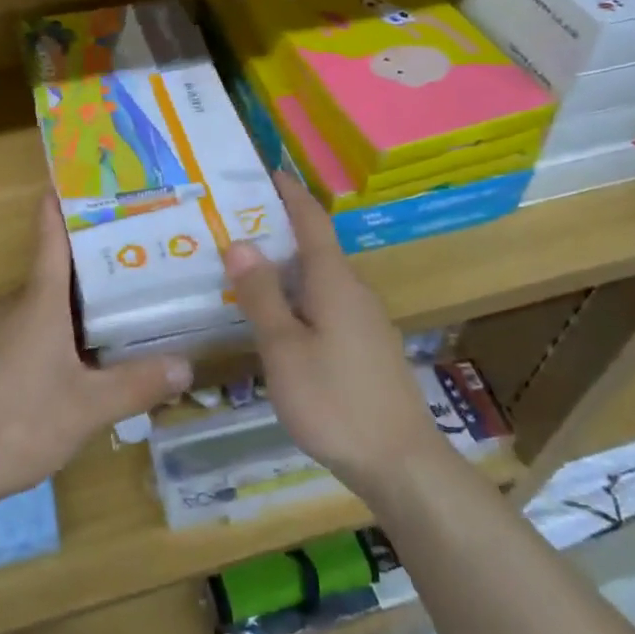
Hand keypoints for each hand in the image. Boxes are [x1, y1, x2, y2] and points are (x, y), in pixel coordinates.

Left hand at [0, 197, 192, 515]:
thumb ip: (137, 385)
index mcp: (38, 304)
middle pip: (50, 279)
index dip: (59, 207)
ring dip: (64, 314)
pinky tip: (58, 376)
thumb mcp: (88, 408)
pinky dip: (40, 342)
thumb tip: (186, 367)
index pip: (50, 239)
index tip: (70, 179)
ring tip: (105, 326)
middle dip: (86, 273)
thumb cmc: (17, 423)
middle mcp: (8, 309)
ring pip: (33, 313)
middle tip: (129, 272)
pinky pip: (15, 340)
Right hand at [223, 173, 438, 499]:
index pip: (311, 221)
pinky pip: (326, 305)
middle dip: (278, 230)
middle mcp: (354, 292)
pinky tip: (277, 318)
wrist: (400, 463)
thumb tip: (241, 243)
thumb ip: (263, 295)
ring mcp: (364, 321)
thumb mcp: (284, 349)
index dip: (289, 193)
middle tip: (234, 225)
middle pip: (315, 248)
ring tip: (246, 269)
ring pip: (319, 280)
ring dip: (286, 268)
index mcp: (334, 282)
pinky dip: (298, 297)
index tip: (266, 171)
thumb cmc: (335, 401)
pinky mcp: (366, 348)